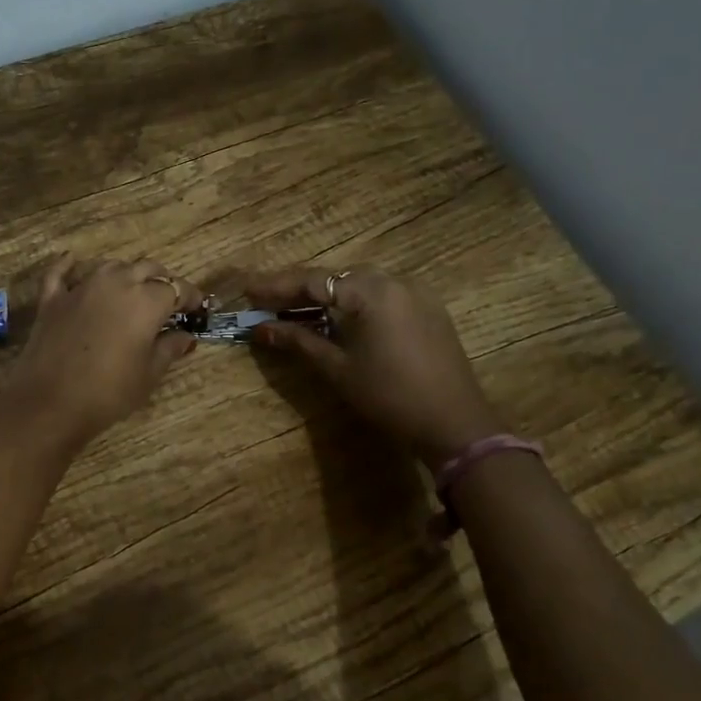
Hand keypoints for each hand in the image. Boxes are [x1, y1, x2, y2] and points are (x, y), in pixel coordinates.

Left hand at [1, 257, 200, 449]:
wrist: (51, 403)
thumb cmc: (109, 392)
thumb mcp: (149, 374)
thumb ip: (170, 348)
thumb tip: (185, 336)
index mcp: (146, 300)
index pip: (176, 288)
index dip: (190, 297)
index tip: (196, 308)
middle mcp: (116, 283)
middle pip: (146, 269)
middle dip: (161, 281)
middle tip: (167, 301)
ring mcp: (81, 288)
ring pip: (110, 266)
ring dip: (125, 274)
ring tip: (131, 291)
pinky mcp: (52, 299)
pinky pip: (61, 272)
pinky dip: (70, 266)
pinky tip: (73, 262)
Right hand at [236, 266, 501, 466]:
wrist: (454, 423)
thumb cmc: (388, 396)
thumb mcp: (337, 368)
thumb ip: (297, 340)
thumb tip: (259, 328)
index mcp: (370, 291)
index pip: (312, 281)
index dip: (276, 286)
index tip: (247, 290)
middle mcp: (394, 281)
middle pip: (335, 277)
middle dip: (298, 288)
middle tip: (265, 299)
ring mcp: (415, 292)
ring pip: (358, 284)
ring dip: (325, 294)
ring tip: (293, 307)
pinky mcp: (427, 308)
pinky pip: (380, 294)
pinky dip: (352, 301)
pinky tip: (336, 316)